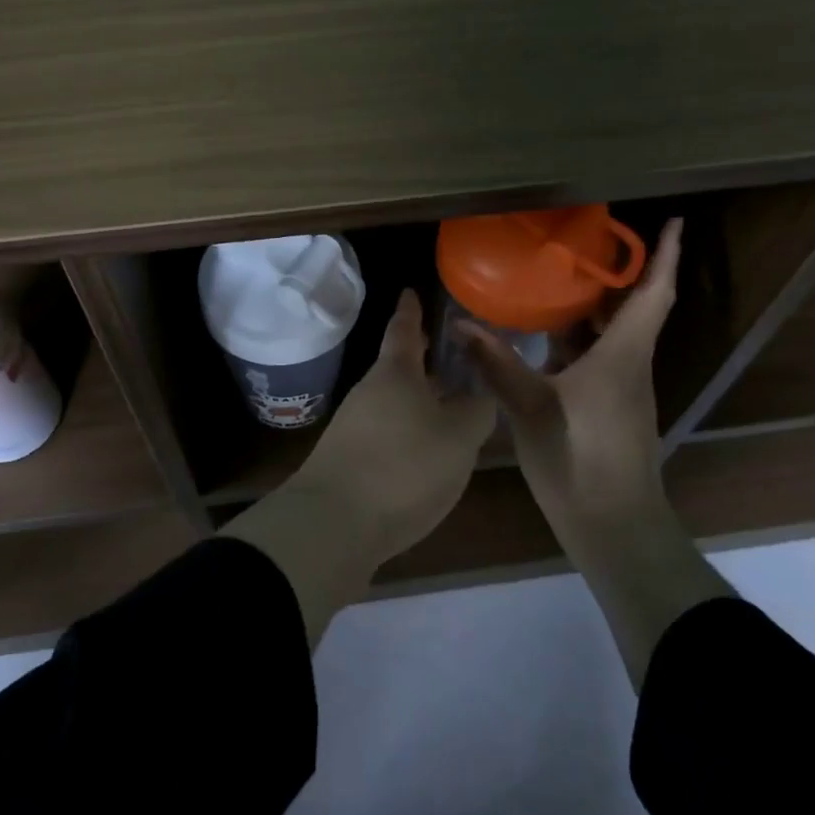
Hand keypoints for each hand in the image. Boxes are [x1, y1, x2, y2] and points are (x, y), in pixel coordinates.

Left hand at [223, 289, 493, 645]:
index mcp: (395, 373)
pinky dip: (406, 428)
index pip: (404, 330)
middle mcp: (369, 392)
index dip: (411, 311)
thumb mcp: (458, 438)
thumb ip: (476, 411)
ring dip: (416, 396)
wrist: (334, 523)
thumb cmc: (404, 466)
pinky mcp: (347, 459)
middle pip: (397, 367)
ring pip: (392, 400)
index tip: (410, 291)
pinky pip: (385, 431)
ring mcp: (353, 426)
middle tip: (444, 349)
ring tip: (446, 402)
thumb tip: (479, 394)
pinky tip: (423, 449)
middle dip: (420, 358)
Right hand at [462, 218, 683, 522]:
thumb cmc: (579, 458)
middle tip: (588, 243)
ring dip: (598, 306)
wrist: (613, 525)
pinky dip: (582, 337)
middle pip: (635, 308)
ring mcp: (623, 388)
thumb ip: (496, 363)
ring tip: (562, 279)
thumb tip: (460, 323)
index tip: (673, 223)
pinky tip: (548, 337)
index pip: (652, 293)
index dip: (664, 256)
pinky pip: (601, 357)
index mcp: (622, 355)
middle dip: (619, 273)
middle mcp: (630, 364)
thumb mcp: (529, 406)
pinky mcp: (611, 408)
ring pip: (616, 334)